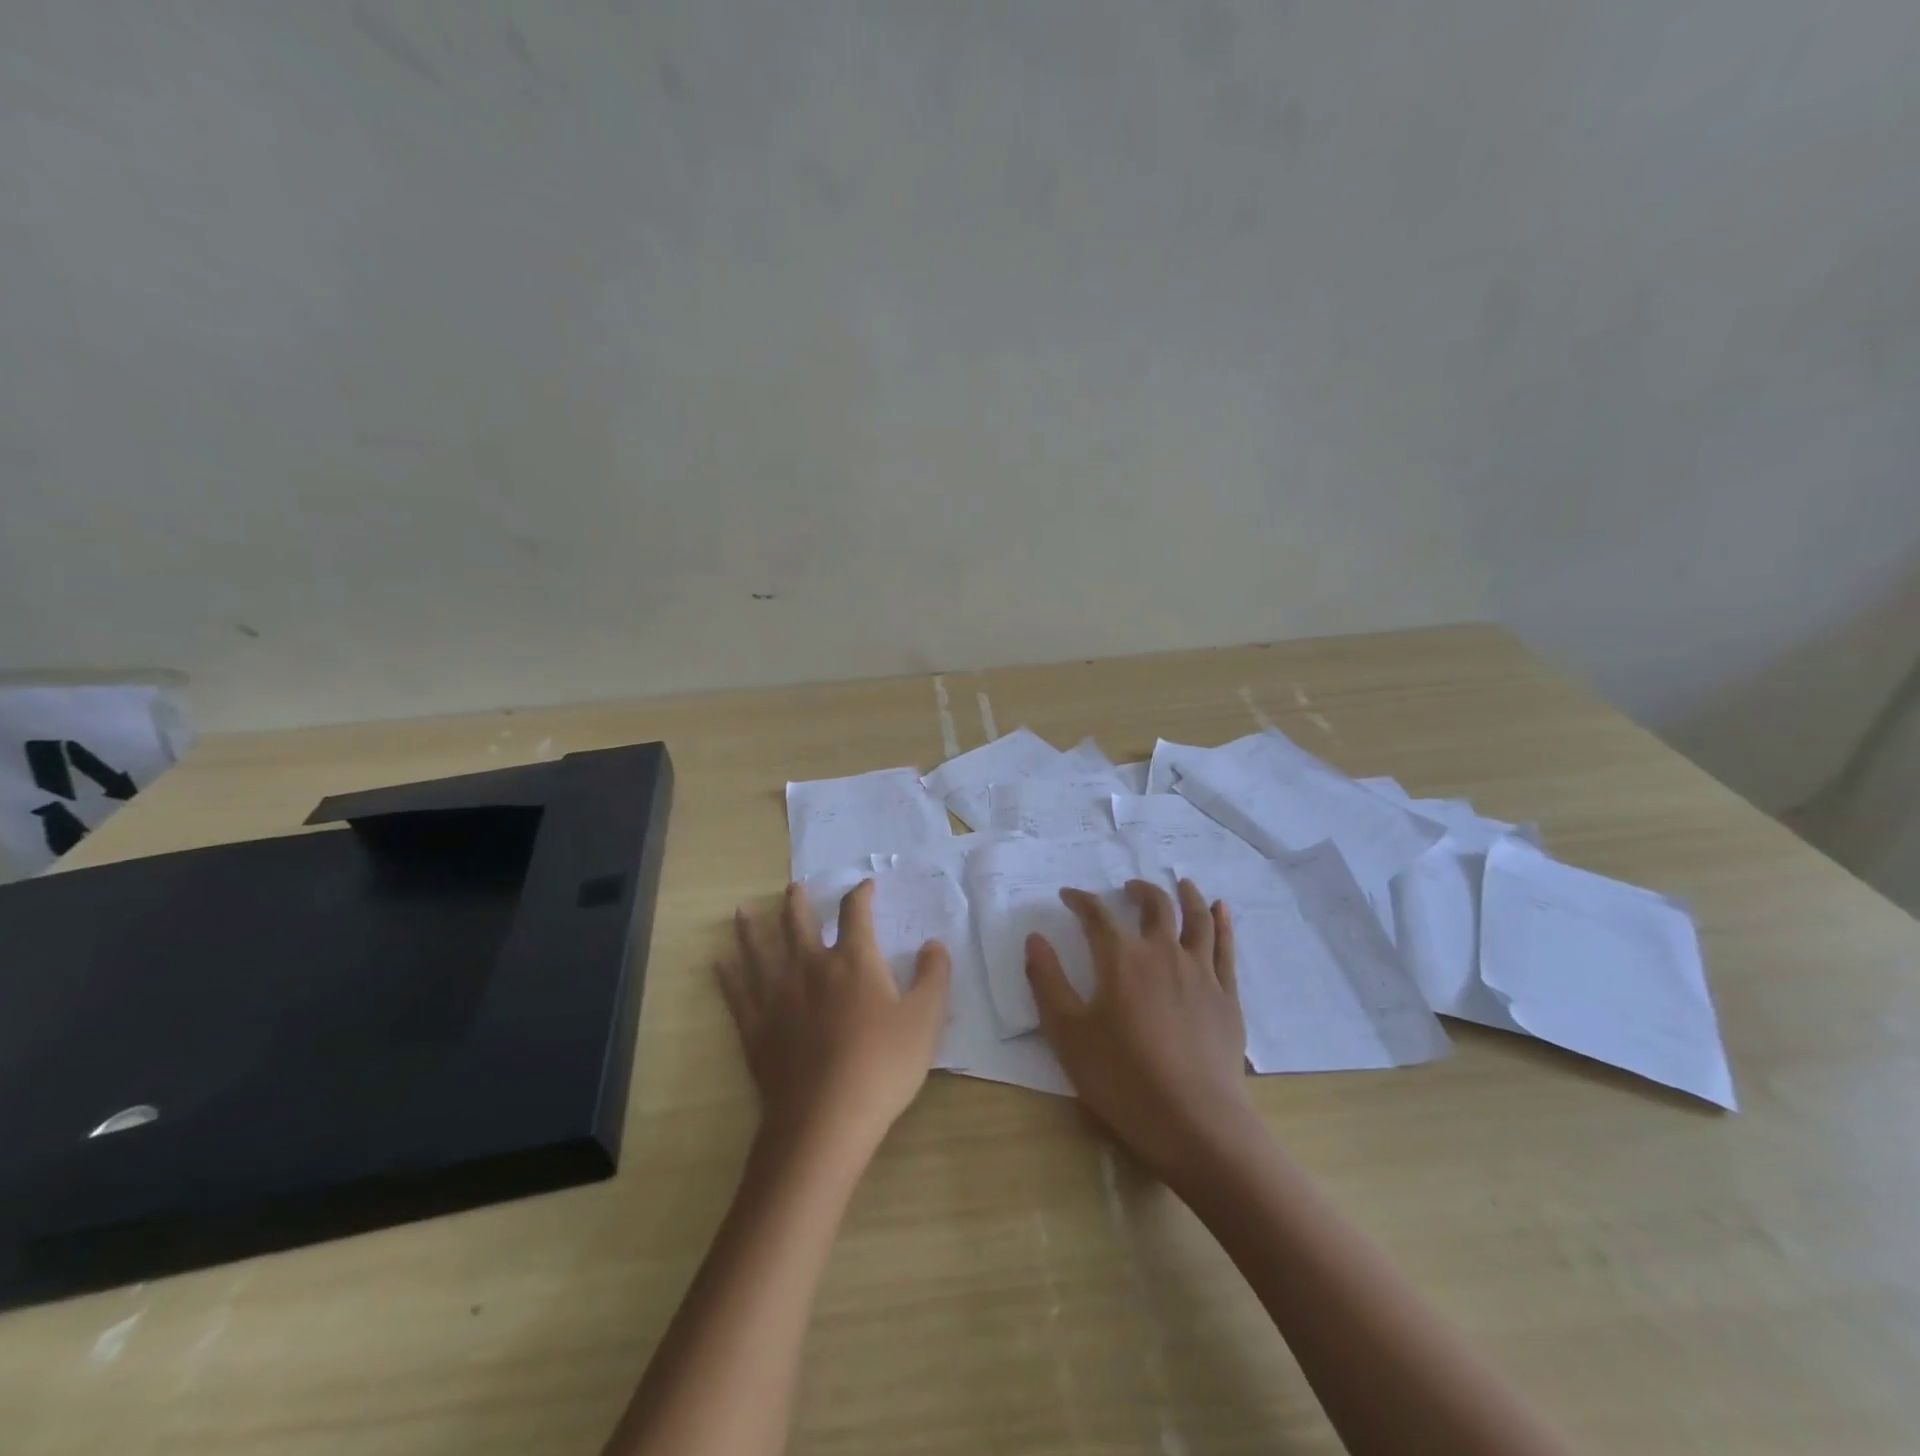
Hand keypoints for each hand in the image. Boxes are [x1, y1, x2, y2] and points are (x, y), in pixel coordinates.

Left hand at [717, 880, 951, 1159]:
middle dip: (797, 902)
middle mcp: (810, 967)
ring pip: (759, 950)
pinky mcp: (755, 1026)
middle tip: (793, 887)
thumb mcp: (925, 1019)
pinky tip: (719, 963)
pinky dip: (727, 974)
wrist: (826, 1118)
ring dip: (751, 927)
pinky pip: (736, 992)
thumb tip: (934, 943)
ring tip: (742, 910)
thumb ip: (934, 976)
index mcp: (853, 961)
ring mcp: (777, 995)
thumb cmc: (882, 1066)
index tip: (865, 886)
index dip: (861, 895)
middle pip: (798, 923)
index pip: (856, 913)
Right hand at [1025, 879, 1251, 1181]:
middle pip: (1154, 906)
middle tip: (1127, 889)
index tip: (1068, 896)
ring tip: (1180, 884)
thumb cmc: (1122, 1079)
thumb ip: (1047, 981)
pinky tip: (1221, 910)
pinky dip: (1222, 922)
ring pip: (1196, 918)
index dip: (1080, 900)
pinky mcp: (1227, 995)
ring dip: (1185, 895)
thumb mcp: (1067, 1033)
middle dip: (1137, 891)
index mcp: (1121, 958)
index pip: (1096, 915)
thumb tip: (1035, 939)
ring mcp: (1201, 972)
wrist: (1194, 1122)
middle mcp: (1163, 952)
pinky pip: (1226, 947)